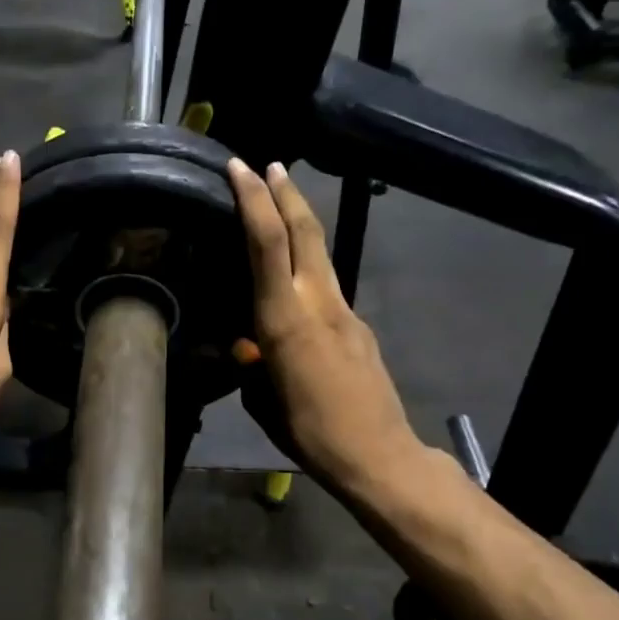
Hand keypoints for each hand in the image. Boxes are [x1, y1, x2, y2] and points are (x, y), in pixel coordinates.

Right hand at [228, 158, 420, 498]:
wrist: (378, 454)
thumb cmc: (309, 432)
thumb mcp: (262, 402)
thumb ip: (252, 364)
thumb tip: (249, 347)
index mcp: (284, 320)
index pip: (267, 244)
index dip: (254, 201)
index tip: (240, 168)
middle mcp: (317, 303)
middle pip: (305, 231)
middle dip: (285, 193)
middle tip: (268, 165)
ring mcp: (345, 311)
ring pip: (320, 253)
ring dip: (300, 221)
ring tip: (281, 203)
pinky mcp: (360, 326)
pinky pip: (328, 284)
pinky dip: (309, 265)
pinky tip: (296, 285)